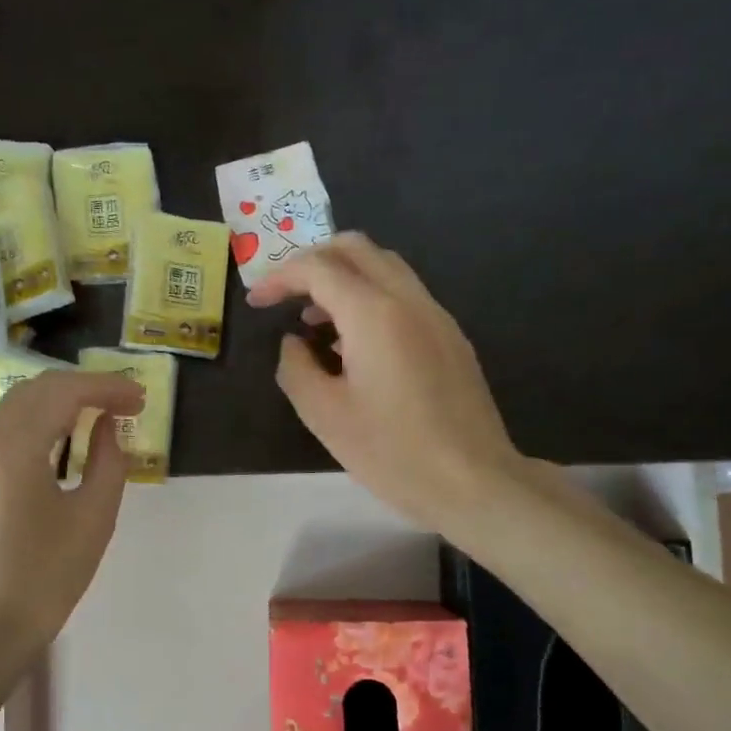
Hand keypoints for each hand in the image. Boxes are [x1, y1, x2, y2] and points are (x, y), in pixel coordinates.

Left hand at [0, 368, 145, 663]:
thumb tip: (107, 426)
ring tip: (94, 419)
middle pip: (35, 390)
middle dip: (82, 389)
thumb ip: (108, 461)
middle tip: (123, 404)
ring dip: (56, 405)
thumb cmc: (44, 578)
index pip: (63, 392)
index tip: (140, 398)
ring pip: (13, 407)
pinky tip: (54, 446)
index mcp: (11, 446)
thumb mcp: (93, 519)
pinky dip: (31, 426)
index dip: (107, 387)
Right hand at [249, 232, 524, 532]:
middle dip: (313, 261)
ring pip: (385, 268)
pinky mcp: (450, 337)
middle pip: (357, 249)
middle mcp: (409, 300)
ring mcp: (436, 316)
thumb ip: (296, 368)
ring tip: (314, 321)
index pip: (319, 268)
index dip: (280, 277)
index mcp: (374, 314)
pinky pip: (404, 295)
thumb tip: (293, 343)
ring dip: (343, 278)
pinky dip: (369, 298)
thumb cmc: (392, 451)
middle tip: (285, 294)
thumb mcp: (324, 415)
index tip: (257, 303)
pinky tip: (353, 344)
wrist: (473, 481)